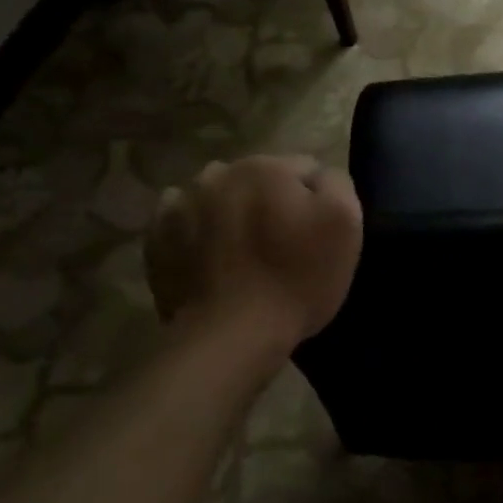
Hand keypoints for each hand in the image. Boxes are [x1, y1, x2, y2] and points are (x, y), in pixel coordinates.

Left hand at [145, 155, 363, 346]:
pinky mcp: (156, 236)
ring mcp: (181, 204)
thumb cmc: (297, 279)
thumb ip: (336, 183)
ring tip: (244, 250)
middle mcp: (219, 173)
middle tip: (282, 243)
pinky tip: (212, 257)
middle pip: (258, 179)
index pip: (305, 168)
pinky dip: (198, 231)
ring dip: (232, 211)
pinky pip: (184, 220)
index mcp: (267, 167)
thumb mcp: (345, 224)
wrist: (231, 335)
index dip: (316, 200)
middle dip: (272, 201)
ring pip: (219, 196)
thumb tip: (318, 175)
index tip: (317, 232)